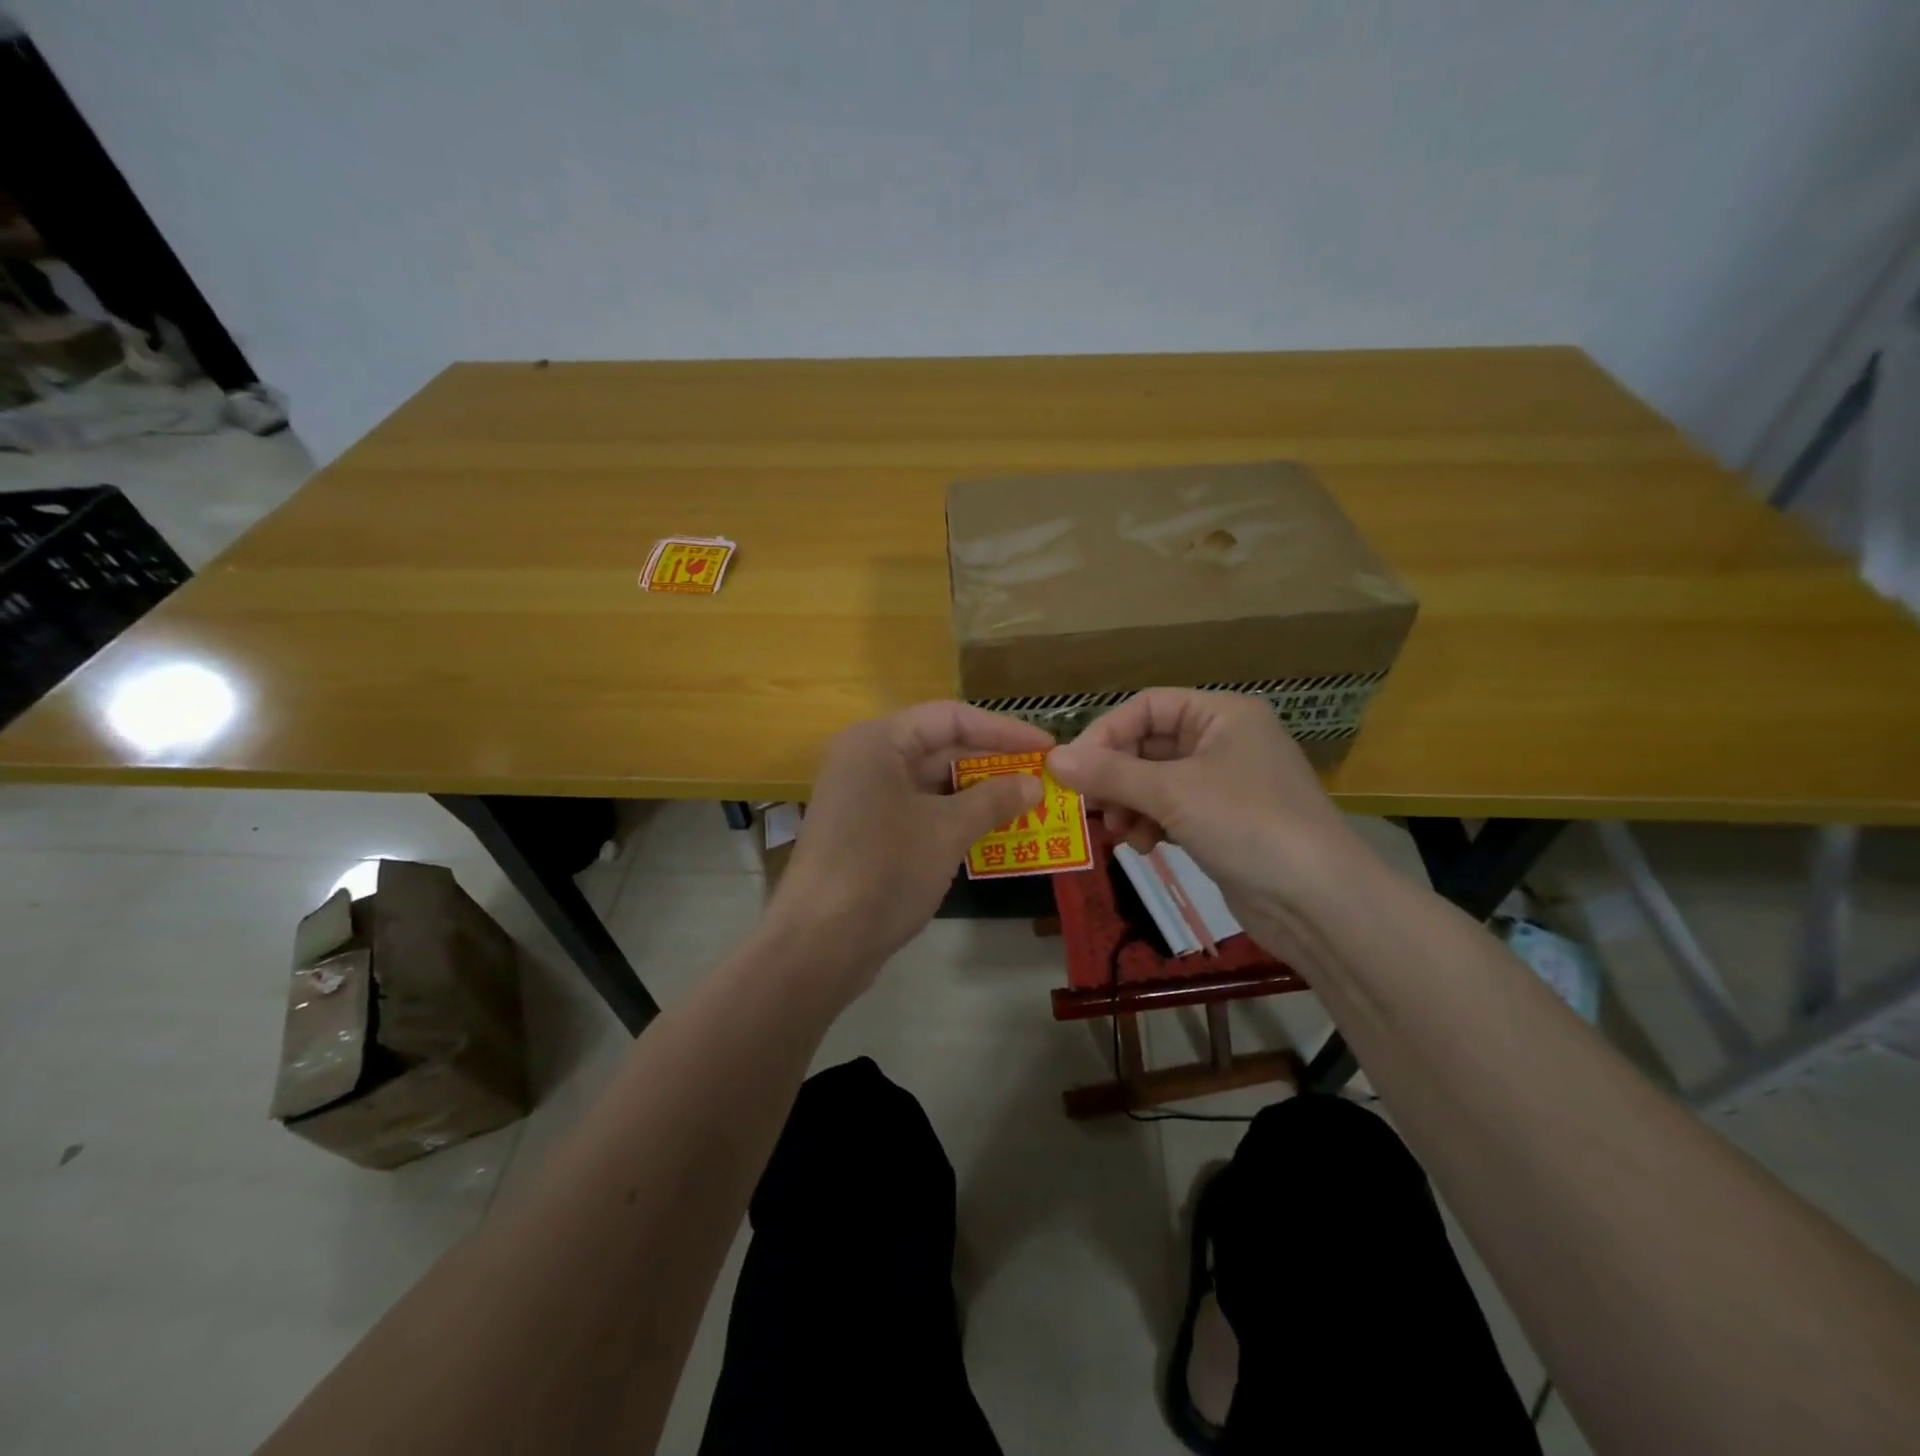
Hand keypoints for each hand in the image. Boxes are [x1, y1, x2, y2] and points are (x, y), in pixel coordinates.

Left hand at [764, 702, 1053, 997]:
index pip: (950, 717)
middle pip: (939, 747)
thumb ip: (994, 799)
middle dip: (992, 764)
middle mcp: (865, 759)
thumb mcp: (947, 830)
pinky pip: (918, 811)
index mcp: (877, 741)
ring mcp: (862, 798)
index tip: (1046, 747)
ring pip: (930, 783)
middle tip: (1041, 779)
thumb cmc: (884, 871)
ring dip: (977, 795)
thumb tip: (1035, 784)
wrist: (819, 944)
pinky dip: (953, 818)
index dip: (1003, 729)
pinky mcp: (865, 832)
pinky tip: (990, 833)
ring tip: (1026, 806)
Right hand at [1046, 689, 1373, 960]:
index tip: (1072, 769)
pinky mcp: (1223, 823)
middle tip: (1088, 807)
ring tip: (1120, 833)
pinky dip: (1150, 824)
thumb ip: (1110, 774)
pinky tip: (1143, 847)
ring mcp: (1224, 784)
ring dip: (1129, 804)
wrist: (1320, 903)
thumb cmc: (1248, 825)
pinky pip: (1171, 811)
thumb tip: (1053, 759)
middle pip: (1148, 745)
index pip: (1147, 707)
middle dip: (1116, 777)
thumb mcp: (1173, 793)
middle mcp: (1224, 741)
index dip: (1106, 733)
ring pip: (1155, 782)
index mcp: (1222, 715)